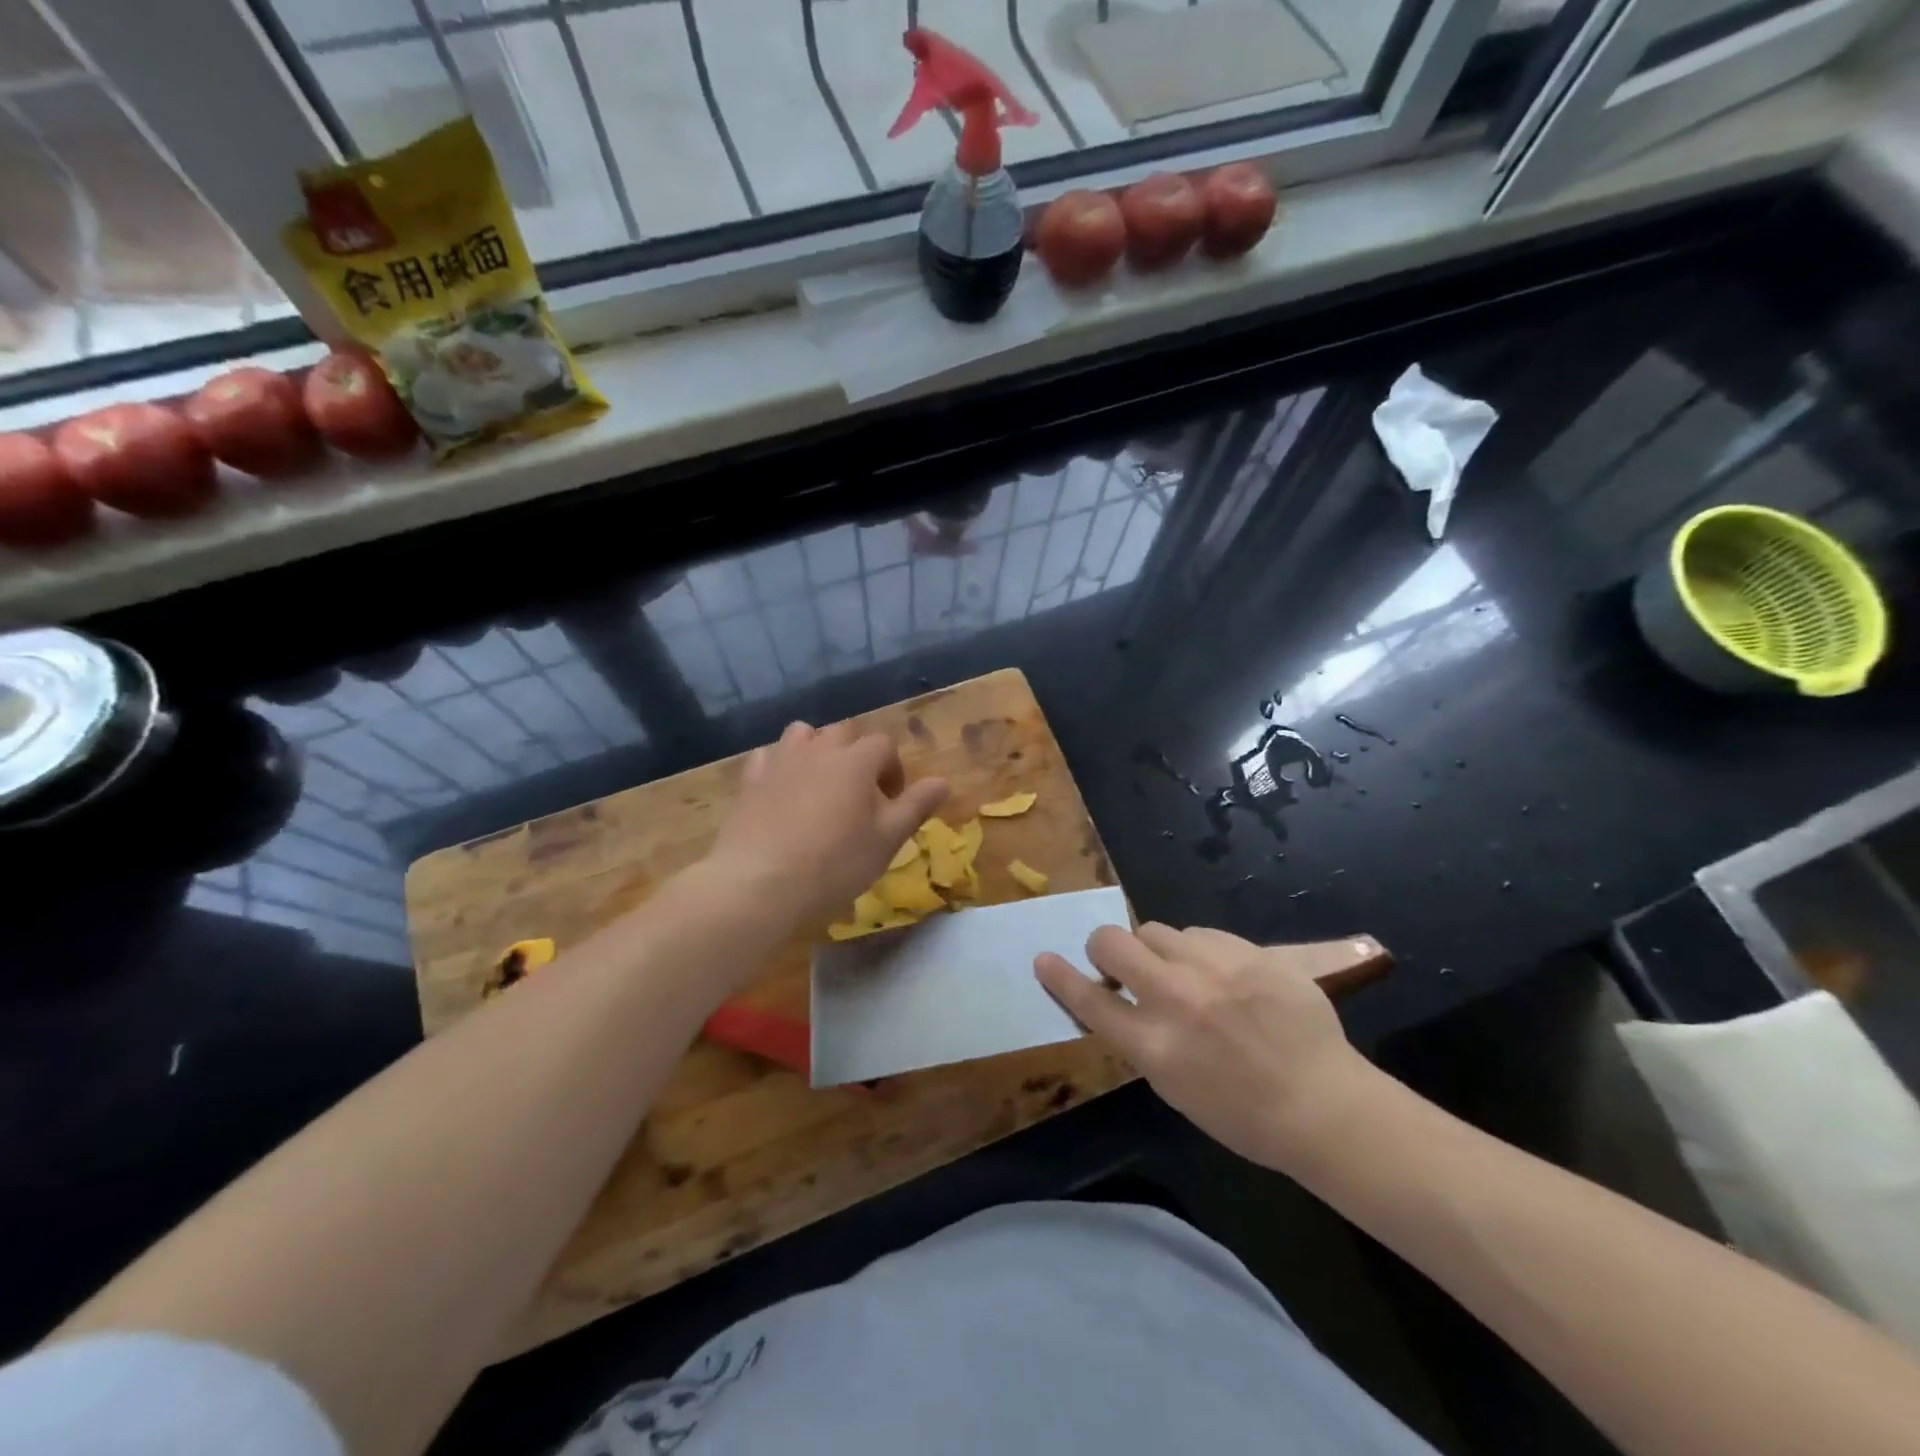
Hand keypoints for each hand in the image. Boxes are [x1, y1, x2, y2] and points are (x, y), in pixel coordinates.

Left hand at [709, 720, 947, 924]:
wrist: (759, 883)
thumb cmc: (833, 864)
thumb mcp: (886, 841)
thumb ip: (916, 807)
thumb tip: (943, 782)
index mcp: (856, 760)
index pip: (884, 746)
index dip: (893, 770)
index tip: (892, 802)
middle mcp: (818, 749)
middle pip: (844, 734)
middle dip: (857, 755)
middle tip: (860, 794)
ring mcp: (780, 761)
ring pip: (803, 735)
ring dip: (817, 750)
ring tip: (821, 784)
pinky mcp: (749, 779)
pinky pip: (769, 756)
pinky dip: (781, 765)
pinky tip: (782, 791)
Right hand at [1035, 924, 1382, 1173]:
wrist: (1324, 1104)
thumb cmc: (1244, 1114)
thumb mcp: (1175, 1087)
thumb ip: (1141, 1039)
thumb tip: (1121, 1000)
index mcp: (1154, 1046)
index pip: (1090, 1001)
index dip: (1060, 978)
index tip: (1043, 959)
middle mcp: (1176, 999)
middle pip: (1112, 943)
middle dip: (1105, 948)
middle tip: (1119, 963)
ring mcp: (1214, 969)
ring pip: (1156, 930)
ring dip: (1156, 949)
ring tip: (1183, 972)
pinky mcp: (1247, 951)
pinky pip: (1200, 933)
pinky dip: (1198, 950)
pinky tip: (1221, 973)